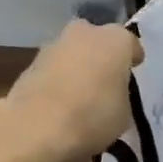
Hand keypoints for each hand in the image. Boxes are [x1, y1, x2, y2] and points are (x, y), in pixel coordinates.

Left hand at [0, 21, 144, 161]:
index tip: (133, 72)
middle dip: (101, 55)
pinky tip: (57, 103)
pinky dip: (56, 81)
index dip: (132, 59)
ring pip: (72, 52)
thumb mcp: (124, 113)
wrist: (36, 128)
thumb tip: (111, 94)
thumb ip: (120, 95)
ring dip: (76, 67)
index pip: (130, 44)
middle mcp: (84, 33)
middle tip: (105, 79)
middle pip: (97, 40)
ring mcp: (53, 45)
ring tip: (79, 95)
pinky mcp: (29, 64)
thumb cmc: (93, 116)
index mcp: (115, 40)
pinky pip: (52, 70)